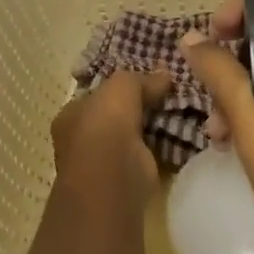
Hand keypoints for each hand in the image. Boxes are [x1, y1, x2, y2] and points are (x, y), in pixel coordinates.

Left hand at [51, 70, 170, 198]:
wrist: (113, 178)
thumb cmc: (105, 125)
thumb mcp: (122, 86)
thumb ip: (141, 79)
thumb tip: (165, 75)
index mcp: (71, 116)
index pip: (96, 96)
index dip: (120, 87)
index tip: (147, 79)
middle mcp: (82, 140)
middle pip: (115, 116)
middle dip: (140, 108)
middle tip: (168, 94)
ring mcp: (104, 163)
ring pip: (133, 136)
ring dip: (153, 128)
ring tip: (181, 111)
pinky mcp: (128, 179)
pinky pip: (149, 155)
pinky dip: (164, 147)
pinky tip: (182, 135)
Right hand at [182, 0, 253, 240]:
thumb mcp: (244, 107)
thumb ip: (216, 67)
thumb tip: (191, 38)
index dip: (244, 6)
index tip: (215, 33)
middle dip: (231, 56)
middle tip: (206, 79)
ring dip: (236, 88)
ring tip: (214, 124)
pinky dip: (253, 106)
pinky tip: (228, 138)